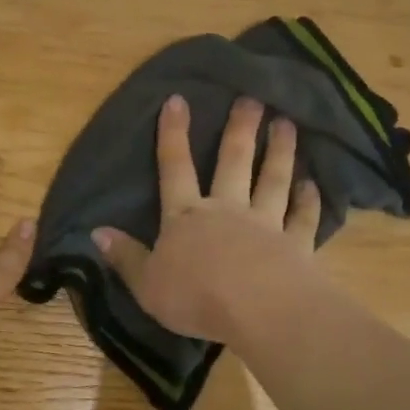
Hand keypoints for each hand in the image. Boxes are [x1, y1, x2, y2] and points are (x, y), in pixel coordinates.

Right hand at [92, 95, 323, 346]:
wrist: (258, 311)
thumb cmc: (196, 297)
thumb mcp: (146, 283)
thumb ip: (125, 257)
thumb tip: (96, 232)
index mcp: (186, 216)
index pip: (175, 167)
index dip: (174, 134)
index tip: (178, 99)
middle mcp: (226, 209)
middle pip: (233, 162)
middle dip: (240, 129)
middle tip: (252, 99)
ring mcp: (265, 225)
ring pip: (272, 181)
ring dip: (279, 152)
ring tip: (287, 124)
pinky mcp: (296, 246)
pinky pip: (302, 219)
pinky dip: (308, 201)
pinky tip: (313, 185)